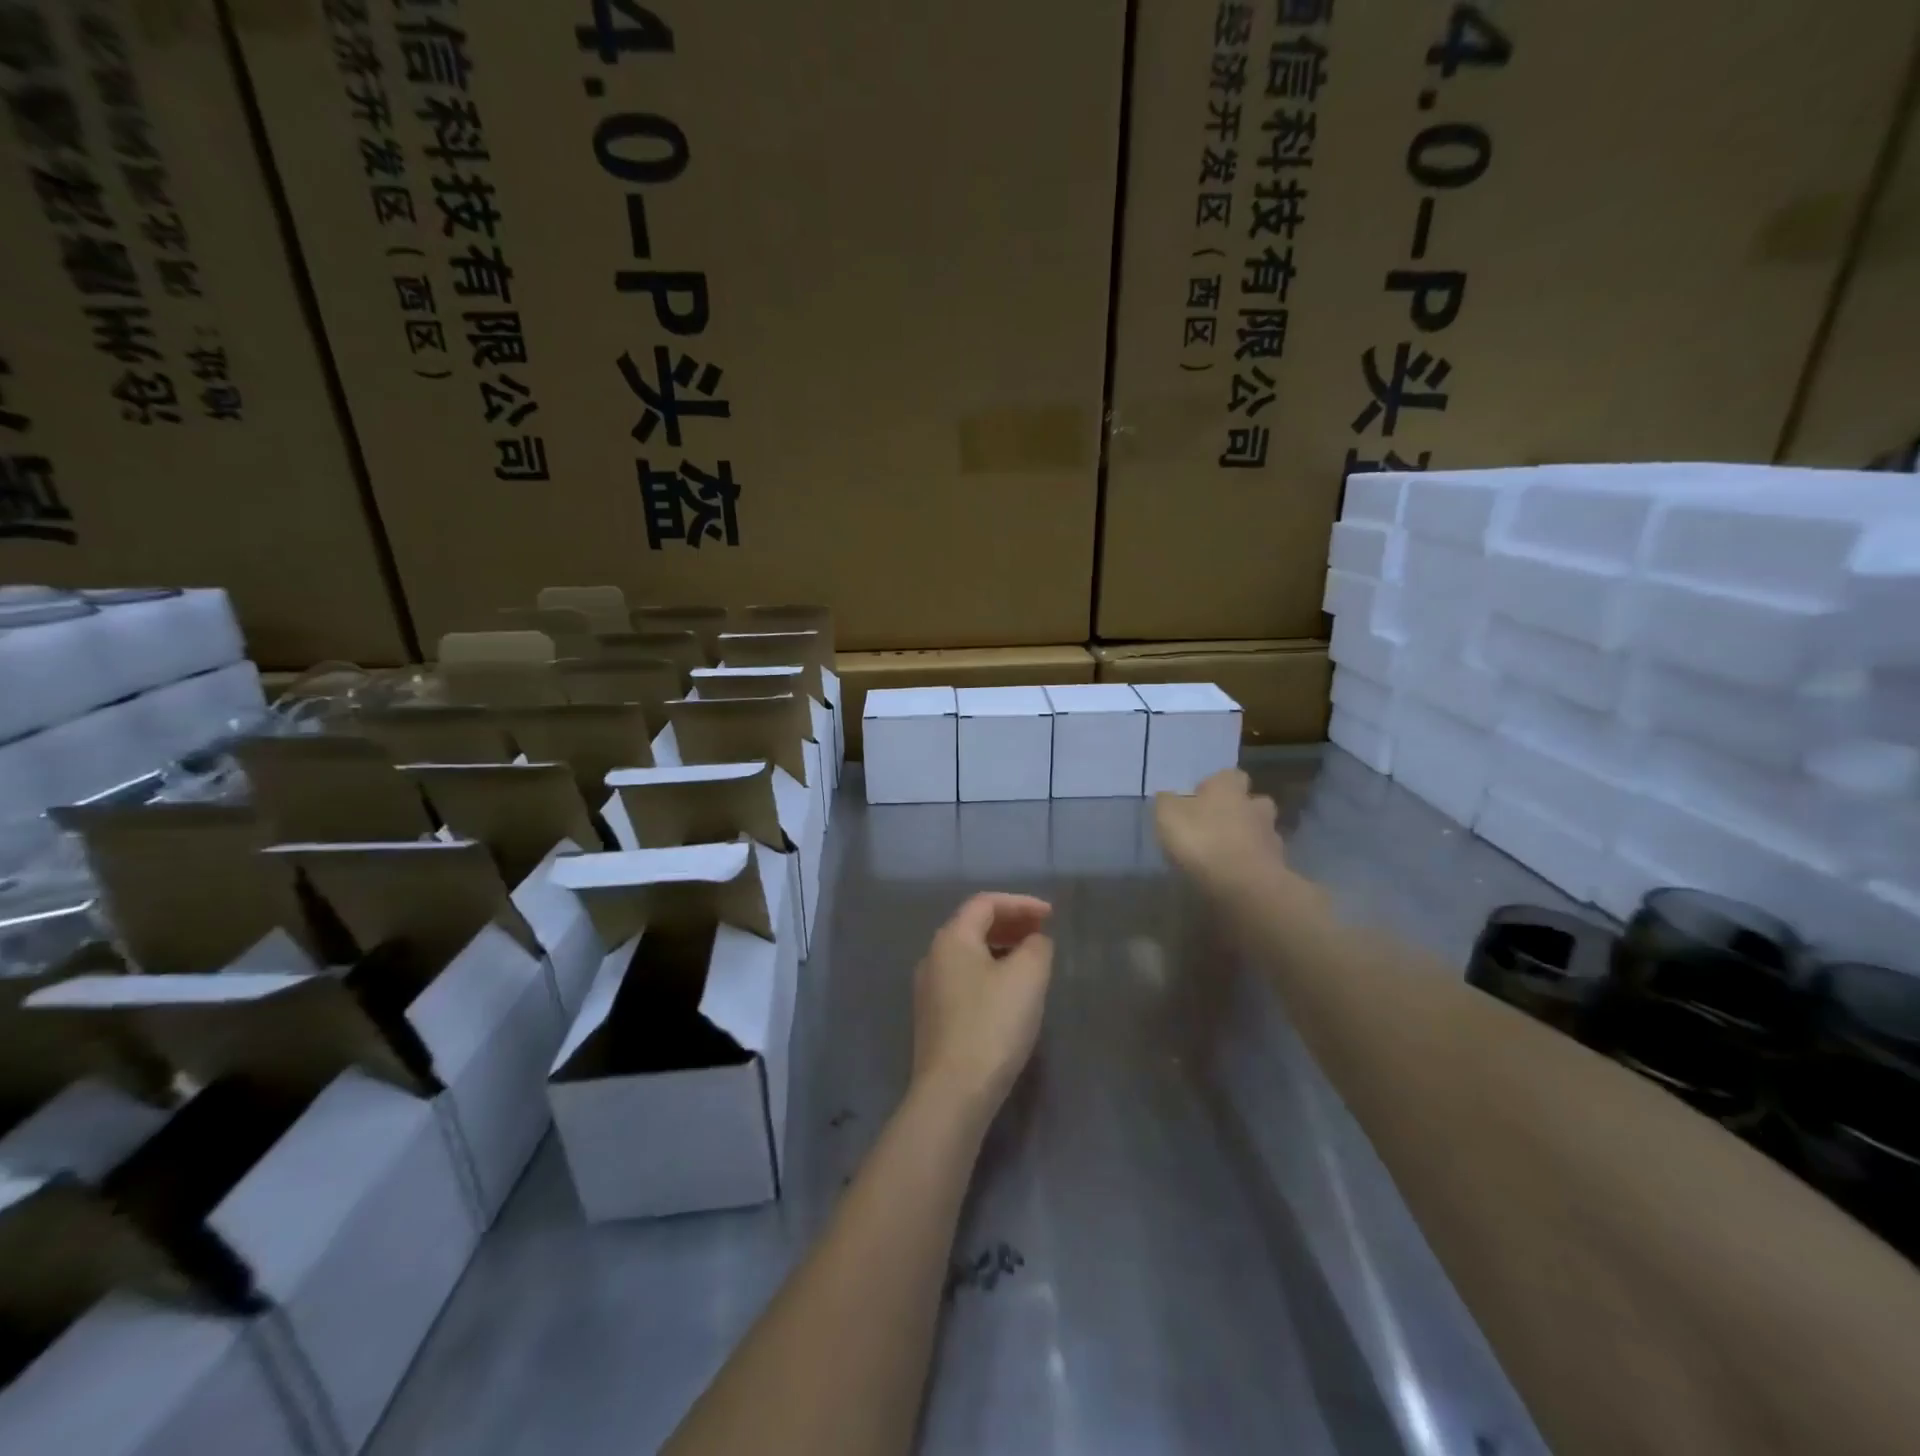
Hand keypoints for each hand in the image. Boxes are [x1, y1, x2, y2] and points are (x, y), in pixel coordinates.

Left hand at [911, 893, 1053, 1125]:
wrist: (953, 1092)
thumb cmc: (992, 1024)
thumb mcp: (1027, 977)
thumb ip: (1036, 947)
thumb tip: (1034, 941)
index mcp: (951, 938)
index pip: (985, 903)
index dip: (1021, 903)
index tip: (1051, 915)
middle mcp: (933, 956)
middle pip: (973, 926)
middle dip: (1010, 924)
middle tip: (1043, 933)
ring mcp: (929, 989)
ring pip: (969, 954)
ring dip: (1001, 948)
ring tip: (1032, 960)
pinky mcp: (933, 1018)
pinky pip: (965, 978)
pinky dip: (990, 971)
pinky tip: (1010, 992)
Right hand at [1154, 768, 1292, 903]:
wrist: (1244, 885)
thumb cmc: (1203, 840)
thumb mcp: (1168, 816)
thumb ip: (1167, 802)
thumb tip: (1167, 797)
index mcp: (1229, 788)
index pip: (1229, 775)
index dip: (1215, 785)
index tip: (1198, 798)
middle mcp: (1254, 807)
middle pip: (1253, 802)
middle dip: (1239, 810)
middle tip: (1216, 825)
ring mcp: (1270, 838)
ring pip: (1260, 831)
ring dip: (1247, 838)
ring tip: (1224, 854)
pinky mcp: (1277, 868)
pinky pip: (1262, 860)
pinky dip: (1250, 864)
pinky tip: (1233, 875)